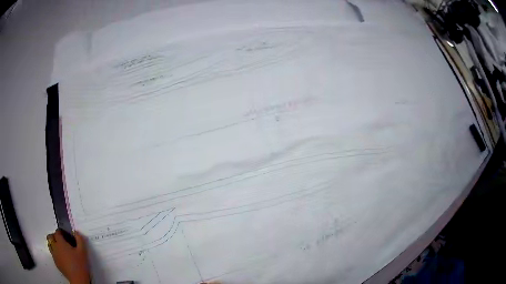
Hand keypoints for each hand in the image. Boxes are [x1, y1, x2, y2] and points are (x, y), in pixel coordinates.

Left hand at [47, 230, 89, 283]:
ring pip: (50, 245)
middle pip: (50, 237)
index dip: (61, 232)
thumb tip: (76, 232)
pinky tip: (63, 258)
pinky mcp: (56, 263)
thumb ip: (80, 240)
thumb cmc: (80, 265)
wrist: (78, 280)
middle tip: (62, 241)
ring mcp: (54, 255)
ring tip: (61, 249)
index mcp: (60, 243)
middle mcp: (55, 247)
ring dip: (54, 244)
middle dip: (54, 236)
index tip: (66, 235)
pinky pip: (53, 254)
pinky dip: (56, 253)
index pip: (57, 232)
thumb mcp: (83, 252)